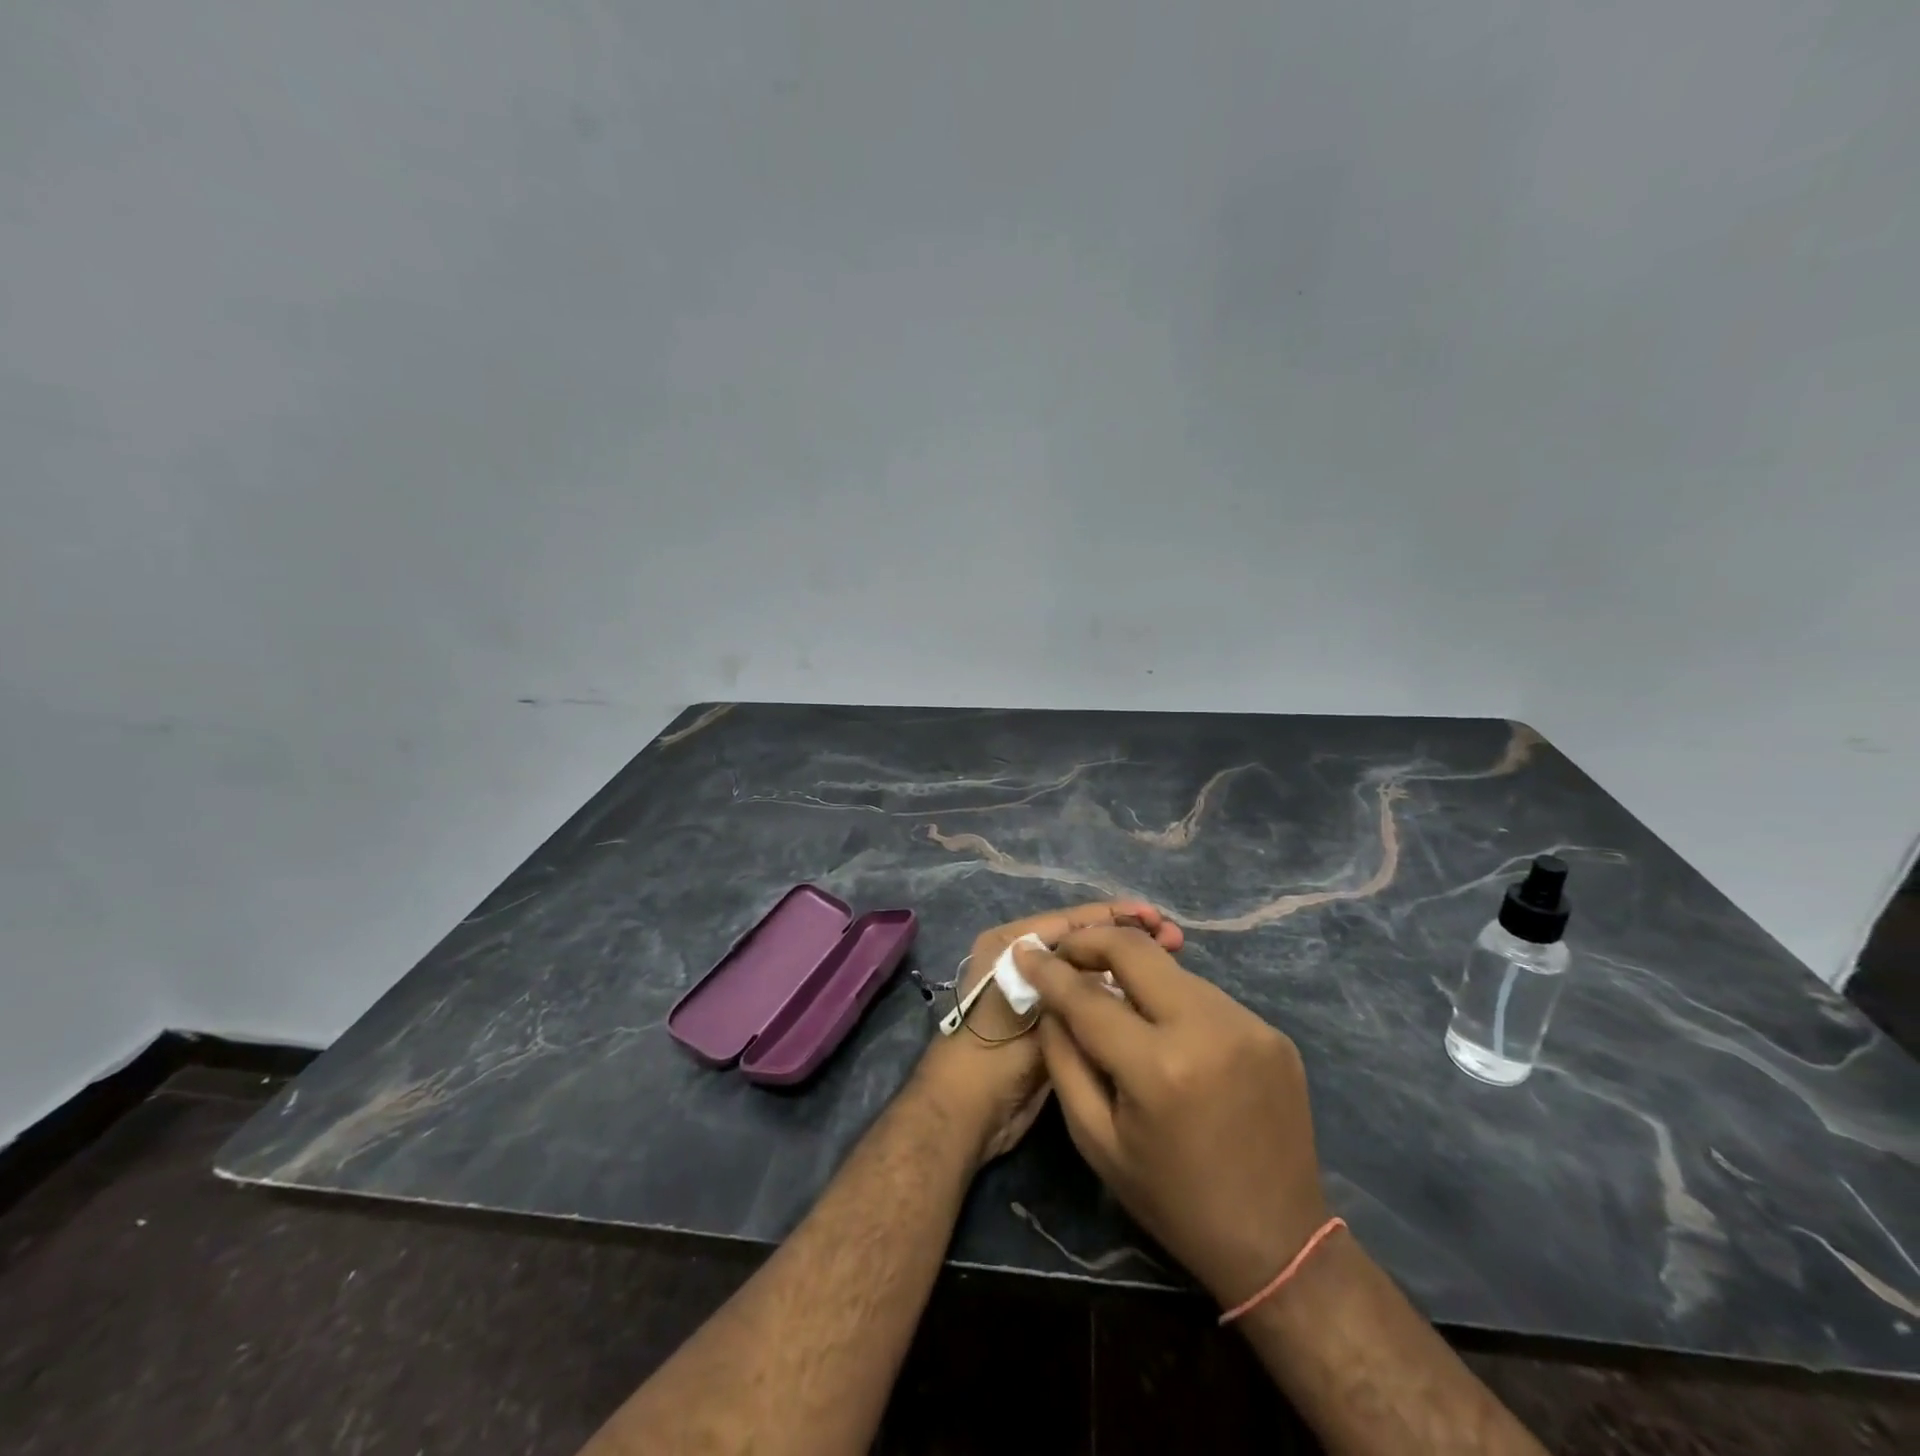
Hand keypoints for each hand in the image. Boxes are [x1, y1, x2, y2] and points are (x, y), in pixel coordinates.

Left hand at [915, 903, 1183, 1168]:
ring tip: (1172, 956)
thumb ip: (1073, 981)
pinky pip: (1090, 999)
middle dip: (1126, 938)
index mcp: (1010, 945)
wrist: (970, 1114)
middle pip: (1083, 942)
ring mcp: (1040, 994)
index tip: (1155, 917)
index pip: (1070, 921)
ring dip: (1125, 965)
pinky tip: (1148, 993)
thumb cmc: (992, 1051)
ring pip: (1090, 970)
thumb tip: (1121, 959)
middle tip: (1173, 937)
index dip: (1114, 917)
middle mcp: (1024, 962)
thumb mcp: (1033, 1004)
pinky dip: (1116, 993)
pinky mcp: (1053, 1023)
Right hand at [1015, 927, 1328, 1307]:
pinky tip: (1165, 1029)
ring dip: (1135, 974)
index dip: (1050, 969)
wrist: (1279, 1244)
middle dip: (1092, 940)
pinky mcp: (1271, 1031)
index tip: (1026, 950)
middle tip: (1067, 953)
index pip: (1088, 996)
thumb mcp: (1097, 1140)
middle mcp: (1207, 1029)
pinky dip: (1173, 1001)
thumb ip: (1064, 1060)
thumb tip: (1050, 1000)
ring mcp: (1248, 1025)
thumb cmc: (1173, 1200)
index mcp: (1159, 1068)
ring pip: (1172, 970)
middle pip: (1136, 950)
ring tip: (1114, 996)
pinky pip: (1205, 997)